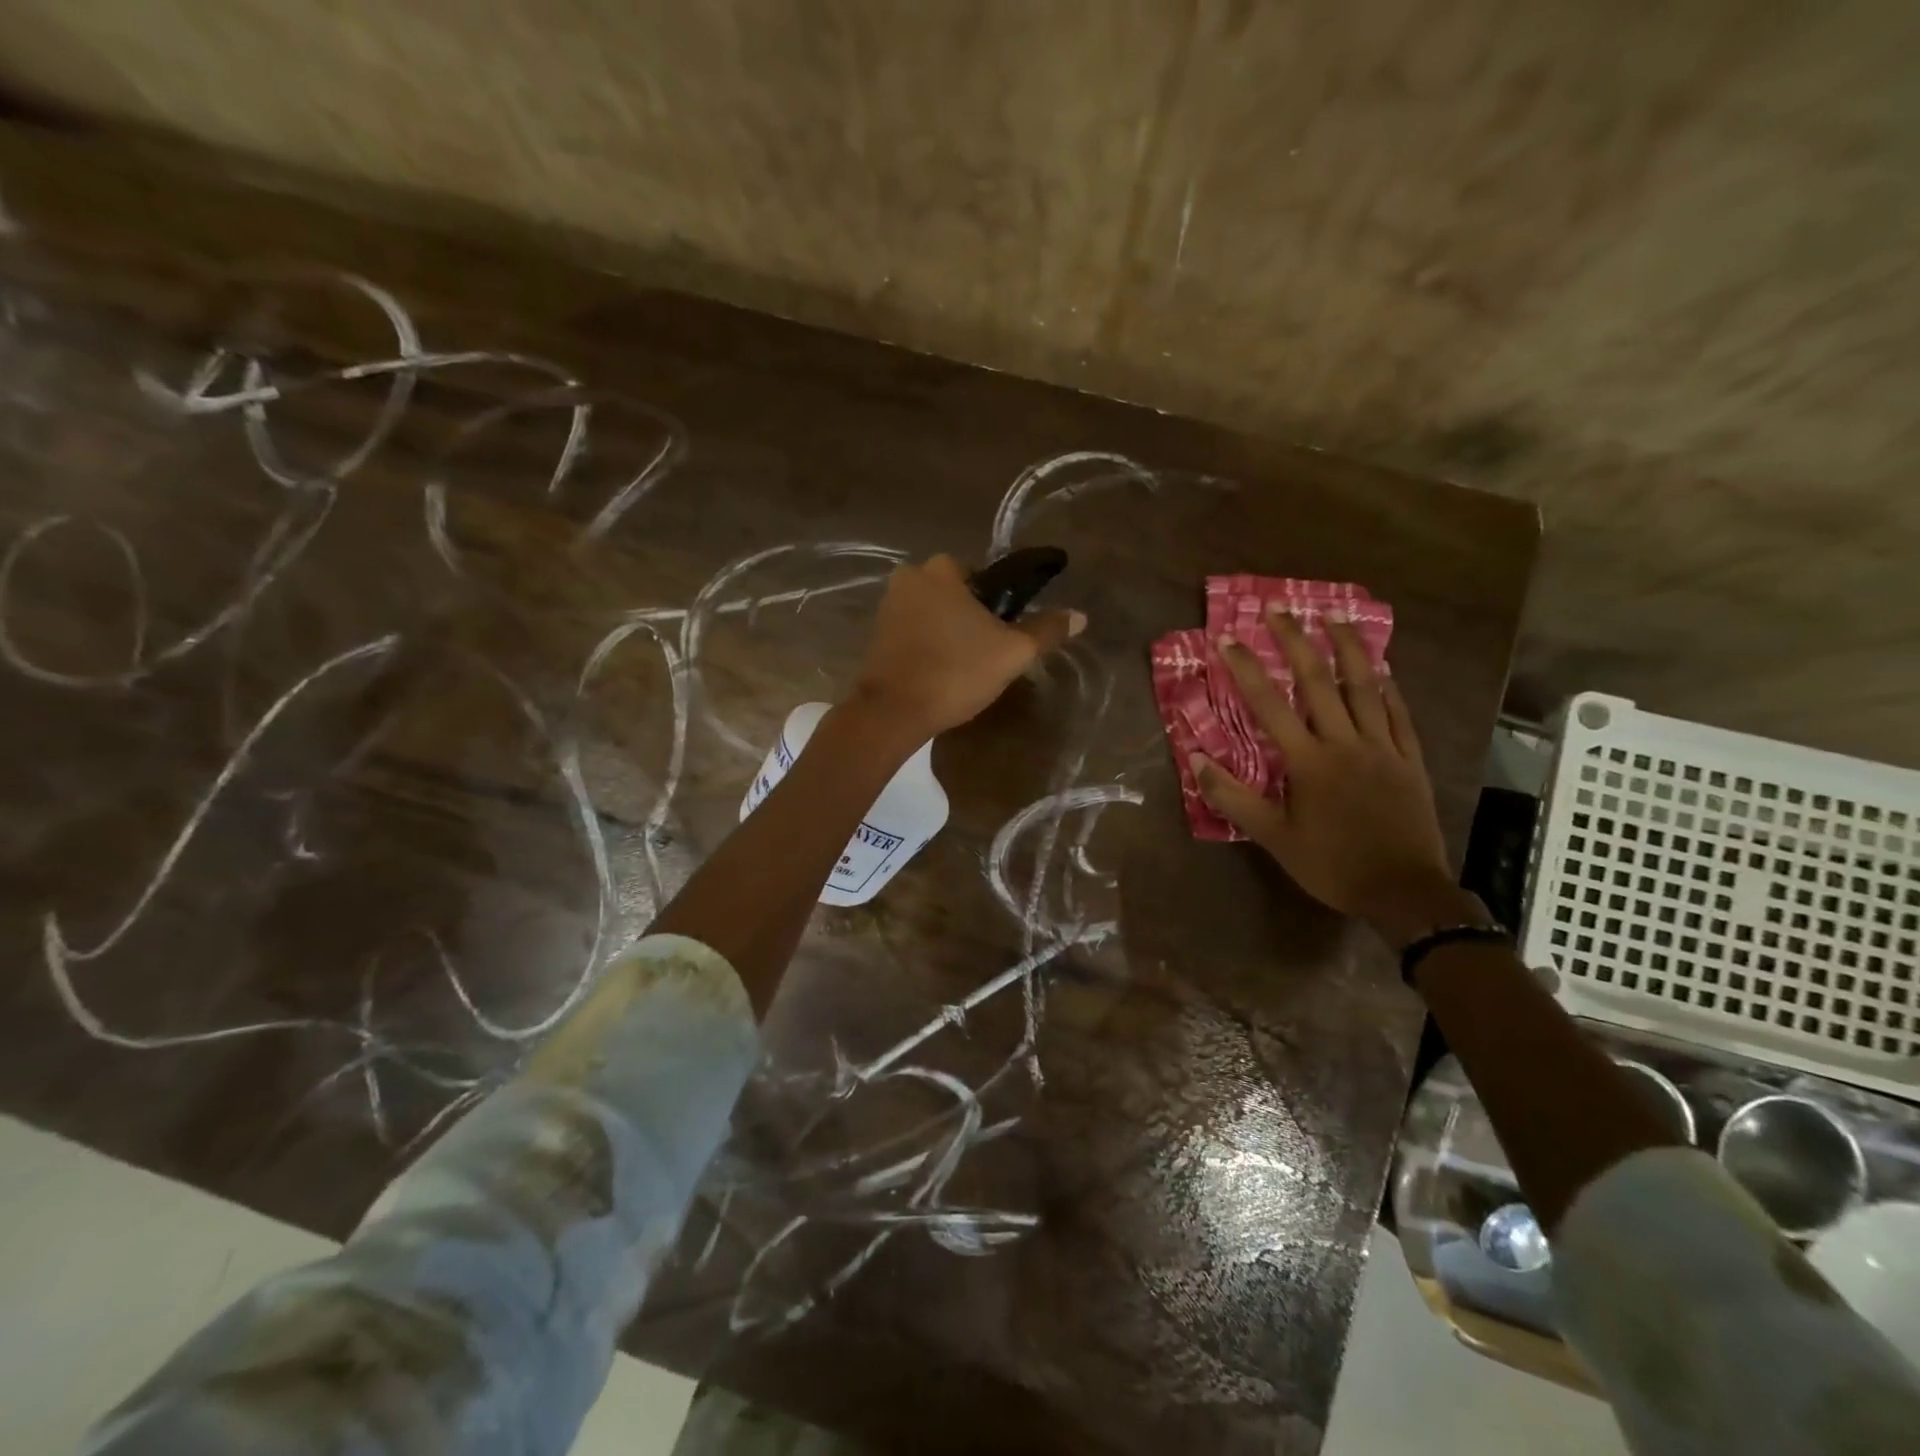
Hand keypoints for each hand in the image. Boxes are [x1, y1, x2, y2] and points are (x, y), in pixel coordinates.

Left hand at [848, 554, 1083, 741]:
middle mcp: (909, 577)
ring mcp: (888, 607)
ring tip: (965, 668)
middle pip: (956, 594)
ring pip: (934, 614)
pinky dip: (928, 646)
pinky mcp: (876, 636)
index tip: (1005, 633)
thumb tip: (1080, 616)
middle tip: (988, 654)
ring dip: (949, 633)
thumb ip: (1045, 631)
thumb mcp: (1012, 653)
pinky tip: (940, 673)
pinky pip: (914, 633)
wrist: (892, 712)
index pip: (983, 576)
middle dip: (972, 618)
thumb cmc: (955, 672)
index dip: (999, 604)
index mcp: (941, 569)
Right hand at [1190, 609, 1473, 946]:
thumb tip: (1198, 760)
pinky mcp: (1410, 760)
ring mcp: (1383, 748)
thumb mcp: (1273, 837)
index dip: (1246, 669)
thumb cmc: (1332, 865)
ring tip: (1334, 617)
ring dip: (1347, 648)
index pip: (1270, 705)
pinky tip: (1382, 669)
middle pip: (1318, 682)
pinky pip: (1399, 714)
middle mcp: (1345, 743)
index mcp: (1309, 761)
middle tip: (1279, 609)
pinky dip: (1389, 688)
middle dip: (1295, 642)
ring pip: (1365, 687)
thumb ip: (1233, 797)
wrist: (1404, 892)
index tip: (1226, 640)